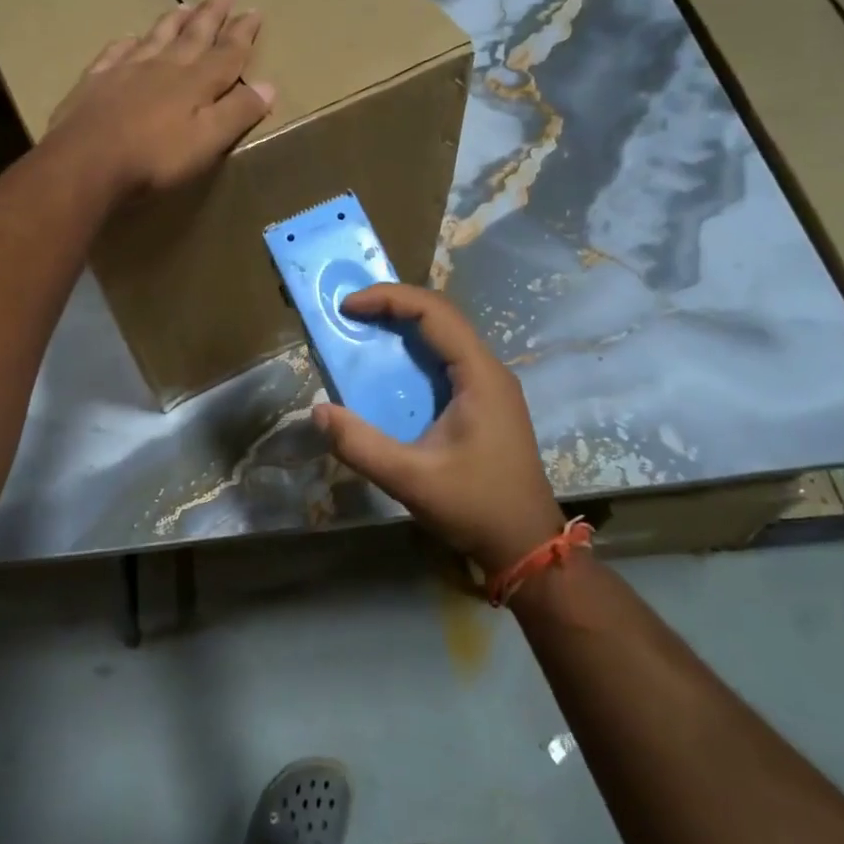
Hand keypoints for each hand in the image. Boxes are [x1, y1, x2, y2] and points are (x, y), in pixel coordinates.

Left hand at [46, 0, 274, 198]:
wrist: (86, 162)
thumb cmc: (154, 158)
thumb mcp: (208, 141)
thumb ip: (237, 112)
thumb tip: (268, 85)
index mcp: (195, 82)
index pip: (226, 53)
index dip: (242, 34)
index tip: (254, 11)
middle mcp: (163, 67)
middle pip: (192, 36)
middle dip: (211, 16)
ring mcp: (126, 71)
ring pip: (155, 37)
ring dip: (173, 22)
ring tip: (185, 6)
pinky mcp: (95, 82)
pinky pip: (115, 53)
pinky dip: (126, 43)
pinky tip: (129, 38)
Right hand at [312, 284, 562, 572]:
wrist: (524, 544)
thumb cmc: (475, 507)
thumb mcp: (411, 480)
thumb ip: (361, 445)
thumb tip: (319, 411)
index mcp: (479, 375)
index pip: (434, 312)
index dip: (388, 299)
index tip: (347, 306)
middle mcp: (487, 370)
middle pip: (440, 316)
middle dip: (392, 306)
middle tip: (347, 313)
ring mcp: (488, 386)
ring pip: (443, 337)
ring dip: (402, 327)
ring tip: (360, 331)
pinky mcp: (482, 403)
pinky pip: (444, 362)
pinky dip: (411, 353)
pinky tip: (386, 370)